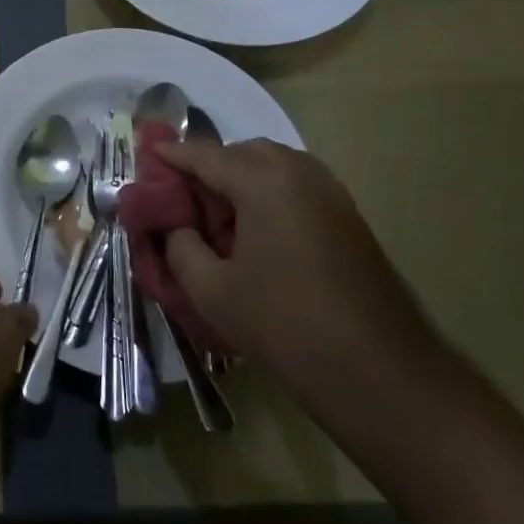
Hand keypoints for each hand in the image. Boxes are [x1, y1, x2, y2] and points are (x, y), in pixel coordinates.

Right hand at [152, 138, 441, 401]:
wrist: (378, 370)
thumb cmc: (284, 325)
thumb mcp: (211, 290)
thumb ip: (181, 246)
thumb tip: (177, 227)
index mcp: (263, 181)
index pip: (204, 155)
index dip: (171, 155)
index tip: (146, 153)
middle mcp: (299, 172)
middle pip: (242, 153)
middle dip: (209, 166)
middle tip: (182, 196)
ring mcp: (330, 192)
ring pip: (273, 166)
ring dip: (241, 178)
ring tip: (216, 214)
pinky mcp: (347, 216)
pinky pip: (296, 186)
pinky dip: (268, 193)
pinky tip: (255, 230)